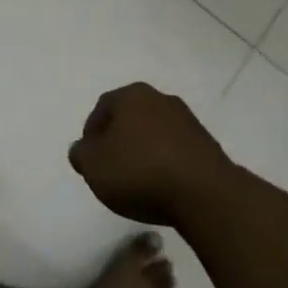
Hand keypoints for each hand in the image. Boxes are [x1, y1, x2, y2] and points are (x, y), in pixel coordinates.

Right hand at [69, 83, 234, 226]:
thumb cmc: (140, 172)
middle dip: (119, 140)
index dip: (92, 134)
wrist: (204, 193)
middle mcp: (159, 98)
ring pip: (155, 132)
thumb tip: (82, 149)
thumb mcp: (94, 166)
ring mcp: (187, 119)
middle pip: (130, 117)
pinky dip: (166, 163)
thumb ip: (81, 154)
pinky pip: (176, 150)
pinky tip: (164, 186)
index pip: (102, 108)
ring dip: (145, 151)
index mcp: (130, 95)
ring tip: (139, 182)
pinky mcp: (207, 144)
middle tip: (112, 168)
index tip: (90, 159)